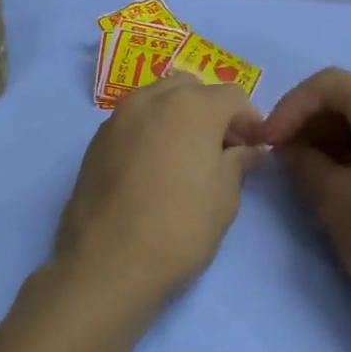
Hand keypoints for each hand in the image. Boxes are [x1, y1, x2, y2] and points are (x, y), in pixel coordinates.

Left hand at [54, 73, 264, 307]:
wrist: (108, 263)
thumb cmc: (179, 228)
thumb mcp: (224, 198)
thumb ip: (239, 163)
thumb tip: (249, 150)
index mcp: (192, 106)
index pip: (233, 96)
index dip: (250, 120)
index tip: (254, 148)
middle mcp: (152, 99)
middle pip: (191, 88)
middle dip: (211, 110)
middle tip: (221, 149)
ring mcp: (118, 117)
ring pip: (157, 100)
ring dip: (178, 117)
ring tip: (186, 158)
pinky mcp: (96, 141)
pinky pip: (132, 122)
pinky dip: (150, 131)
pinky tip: (154, 169)